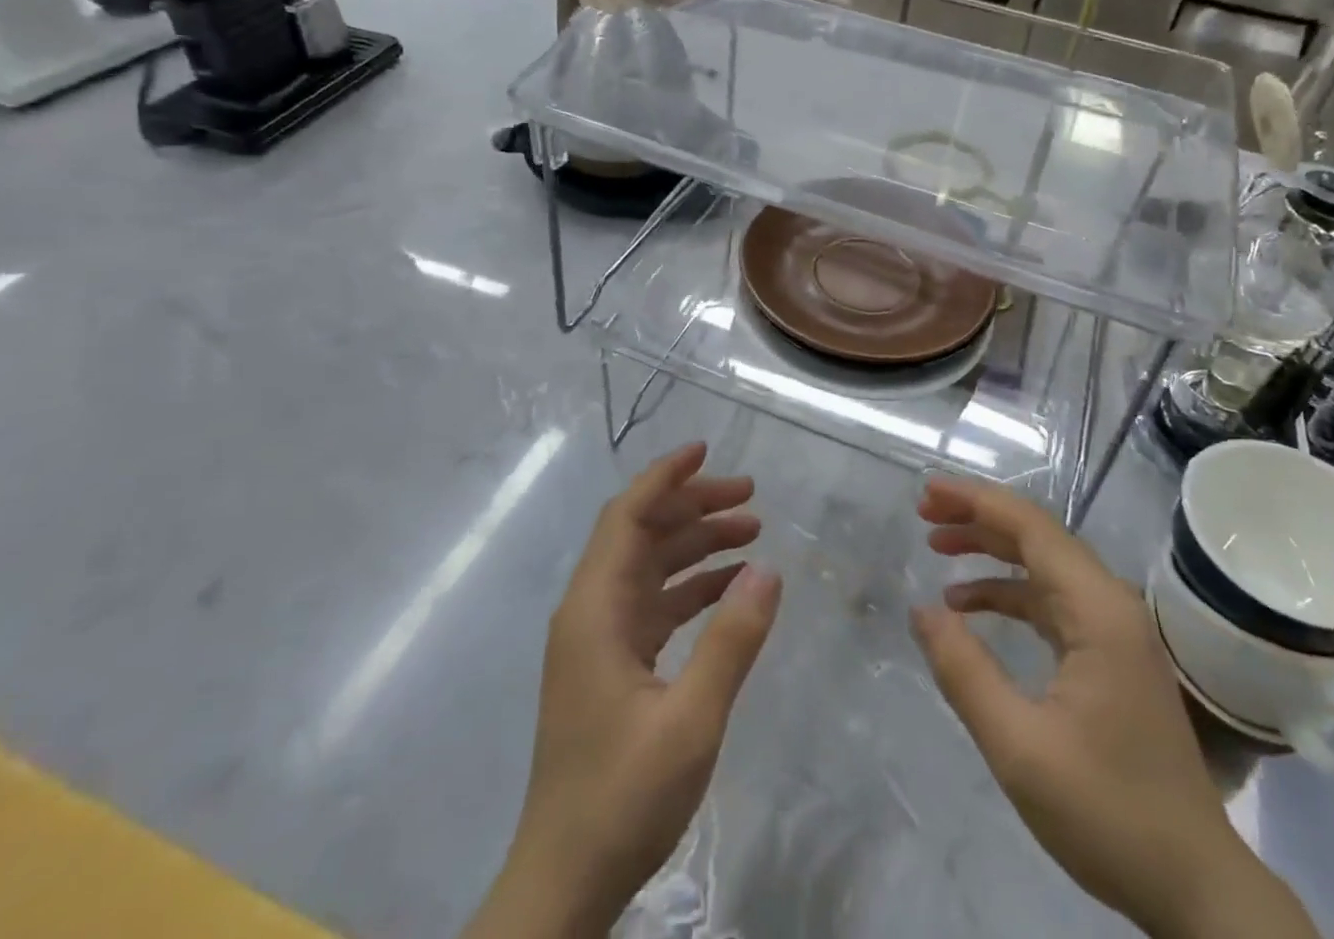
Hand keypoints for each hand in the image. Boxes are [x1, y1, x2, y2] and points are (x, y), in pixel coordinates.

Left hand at [470, 443, 782, 938]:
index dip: (664, 476)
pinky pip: (655, 605)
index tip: (706, 449)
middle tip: (751, 496)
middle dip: (694, 506)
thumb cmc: (622, 798)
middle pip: (642, 534)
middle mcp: (591, 612)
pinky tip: (731, 588)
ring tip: (752, 531)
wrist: (564, 884)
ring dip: (697, 544)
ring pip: (650, 567)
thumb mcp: (690, 719)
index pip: (627, 516)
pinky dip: (692, 587)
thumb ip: (731, 640)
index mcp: (594, 610)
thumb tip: (768, 568)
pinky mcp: (612, 667)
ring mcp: (600, 640)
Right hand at [911, 479, 1317, 938]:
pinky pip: (1052, 601)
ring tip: (937, 547)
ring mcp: (1114, 629)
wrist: (1195, 887)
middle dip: (978, 517)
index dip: (976, 501)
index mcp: (1098, 610)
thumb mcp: (1019, 747)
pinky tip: (970, 606)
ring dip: (991, 550)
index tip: (928, 490)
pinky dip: (1008, 592)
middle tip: (924, 512)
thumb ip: (965, 671)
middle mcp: (1110, 604)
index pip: (1031, 527)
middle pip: (1037, 537)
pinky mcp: (1110, 654)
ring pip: (1044, 565)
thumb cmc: (1108, 813)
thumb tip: (922, 610)